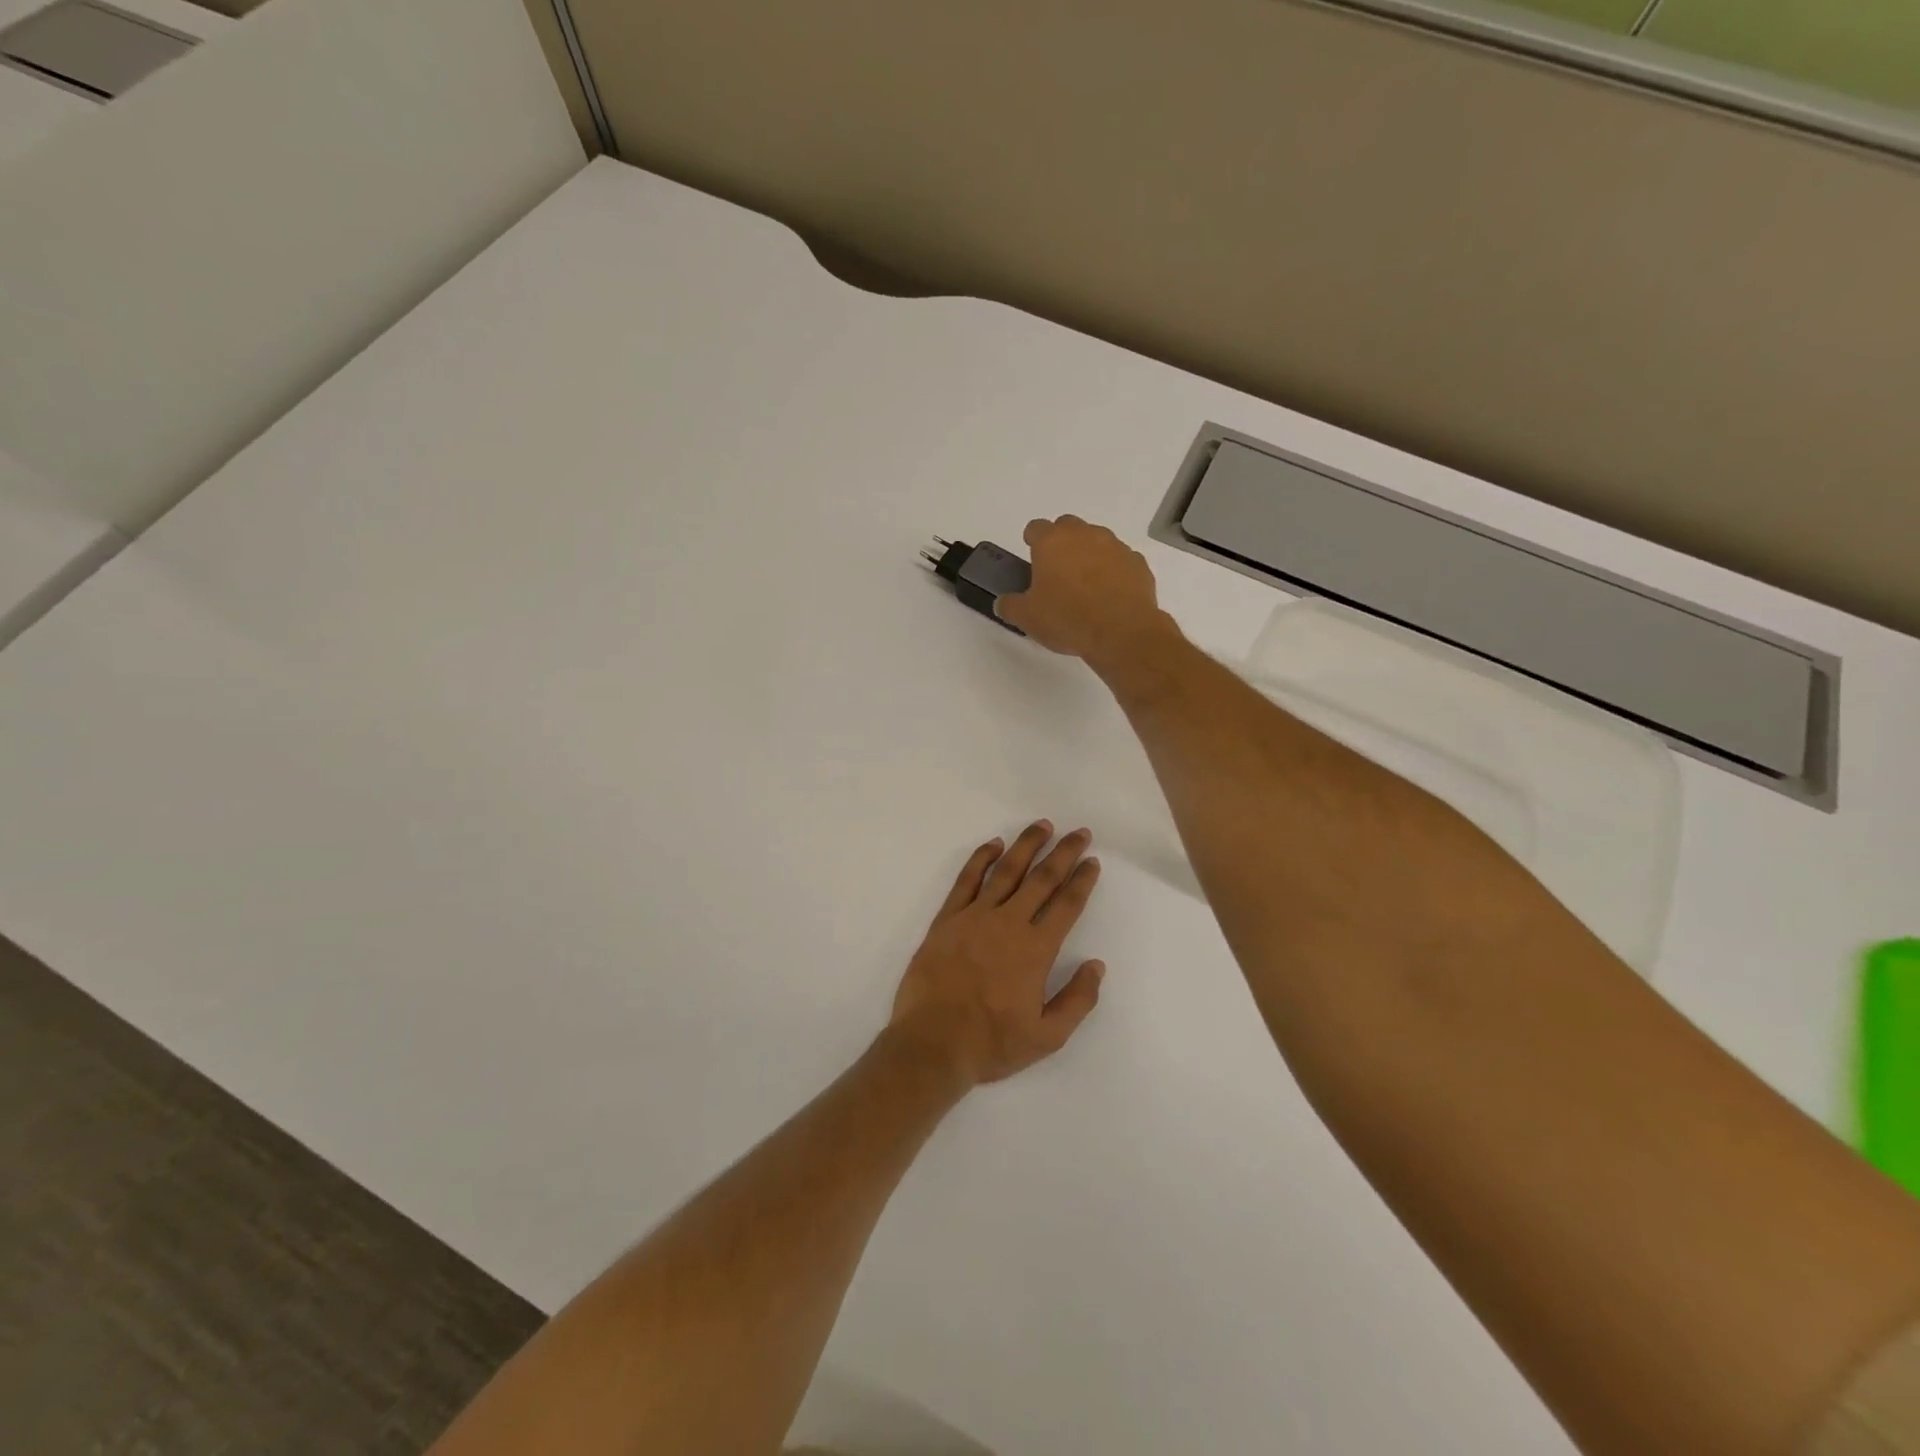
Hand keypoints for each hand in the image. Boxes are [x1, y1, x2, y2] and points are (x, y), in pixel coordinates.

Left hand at [889, 821, 1106, 1087]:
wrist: (932, 1043)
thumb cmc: (992, 1043)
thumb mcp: (1047, 1036)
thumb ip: (1077, 1000)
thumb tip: (1096, 966)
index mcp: (1036, 950)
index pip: (1066, 905)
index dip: (1082, 880)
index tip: (1092, 862)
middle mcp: (1009, 923)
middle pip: (1042, 878)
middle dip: (1063, 853)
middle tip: (1079, 833)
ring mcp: (975, 916)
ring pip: (1006, 870)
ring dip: (1026, 845)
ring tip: (1042, 826)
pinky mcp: (947, 918)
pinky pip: (966, 879)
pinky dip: (981, 858)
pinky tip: (994, 844)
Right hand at [995, 516, 1176, 670]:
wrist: (1121, 632)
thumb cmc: (1067, 619)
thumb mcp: (1027, 618)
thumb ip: (1010, 606)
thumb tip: (1002, 603)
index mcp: (1052, 542)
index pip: (1036, 528)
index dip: (1031, 540)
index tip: (1031, 554)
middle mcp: (1084, 535)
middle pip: (1068, 526)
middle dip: (1061, 542)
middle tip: (1057, 570)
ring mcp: (1115, 546)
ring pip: (1097, 541)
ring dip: (1089, 555)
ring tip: (1085, 585)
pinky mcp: (1138, 563)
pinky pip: (1120, 561)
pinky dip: (1113, 571)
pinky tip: (1110, 595)